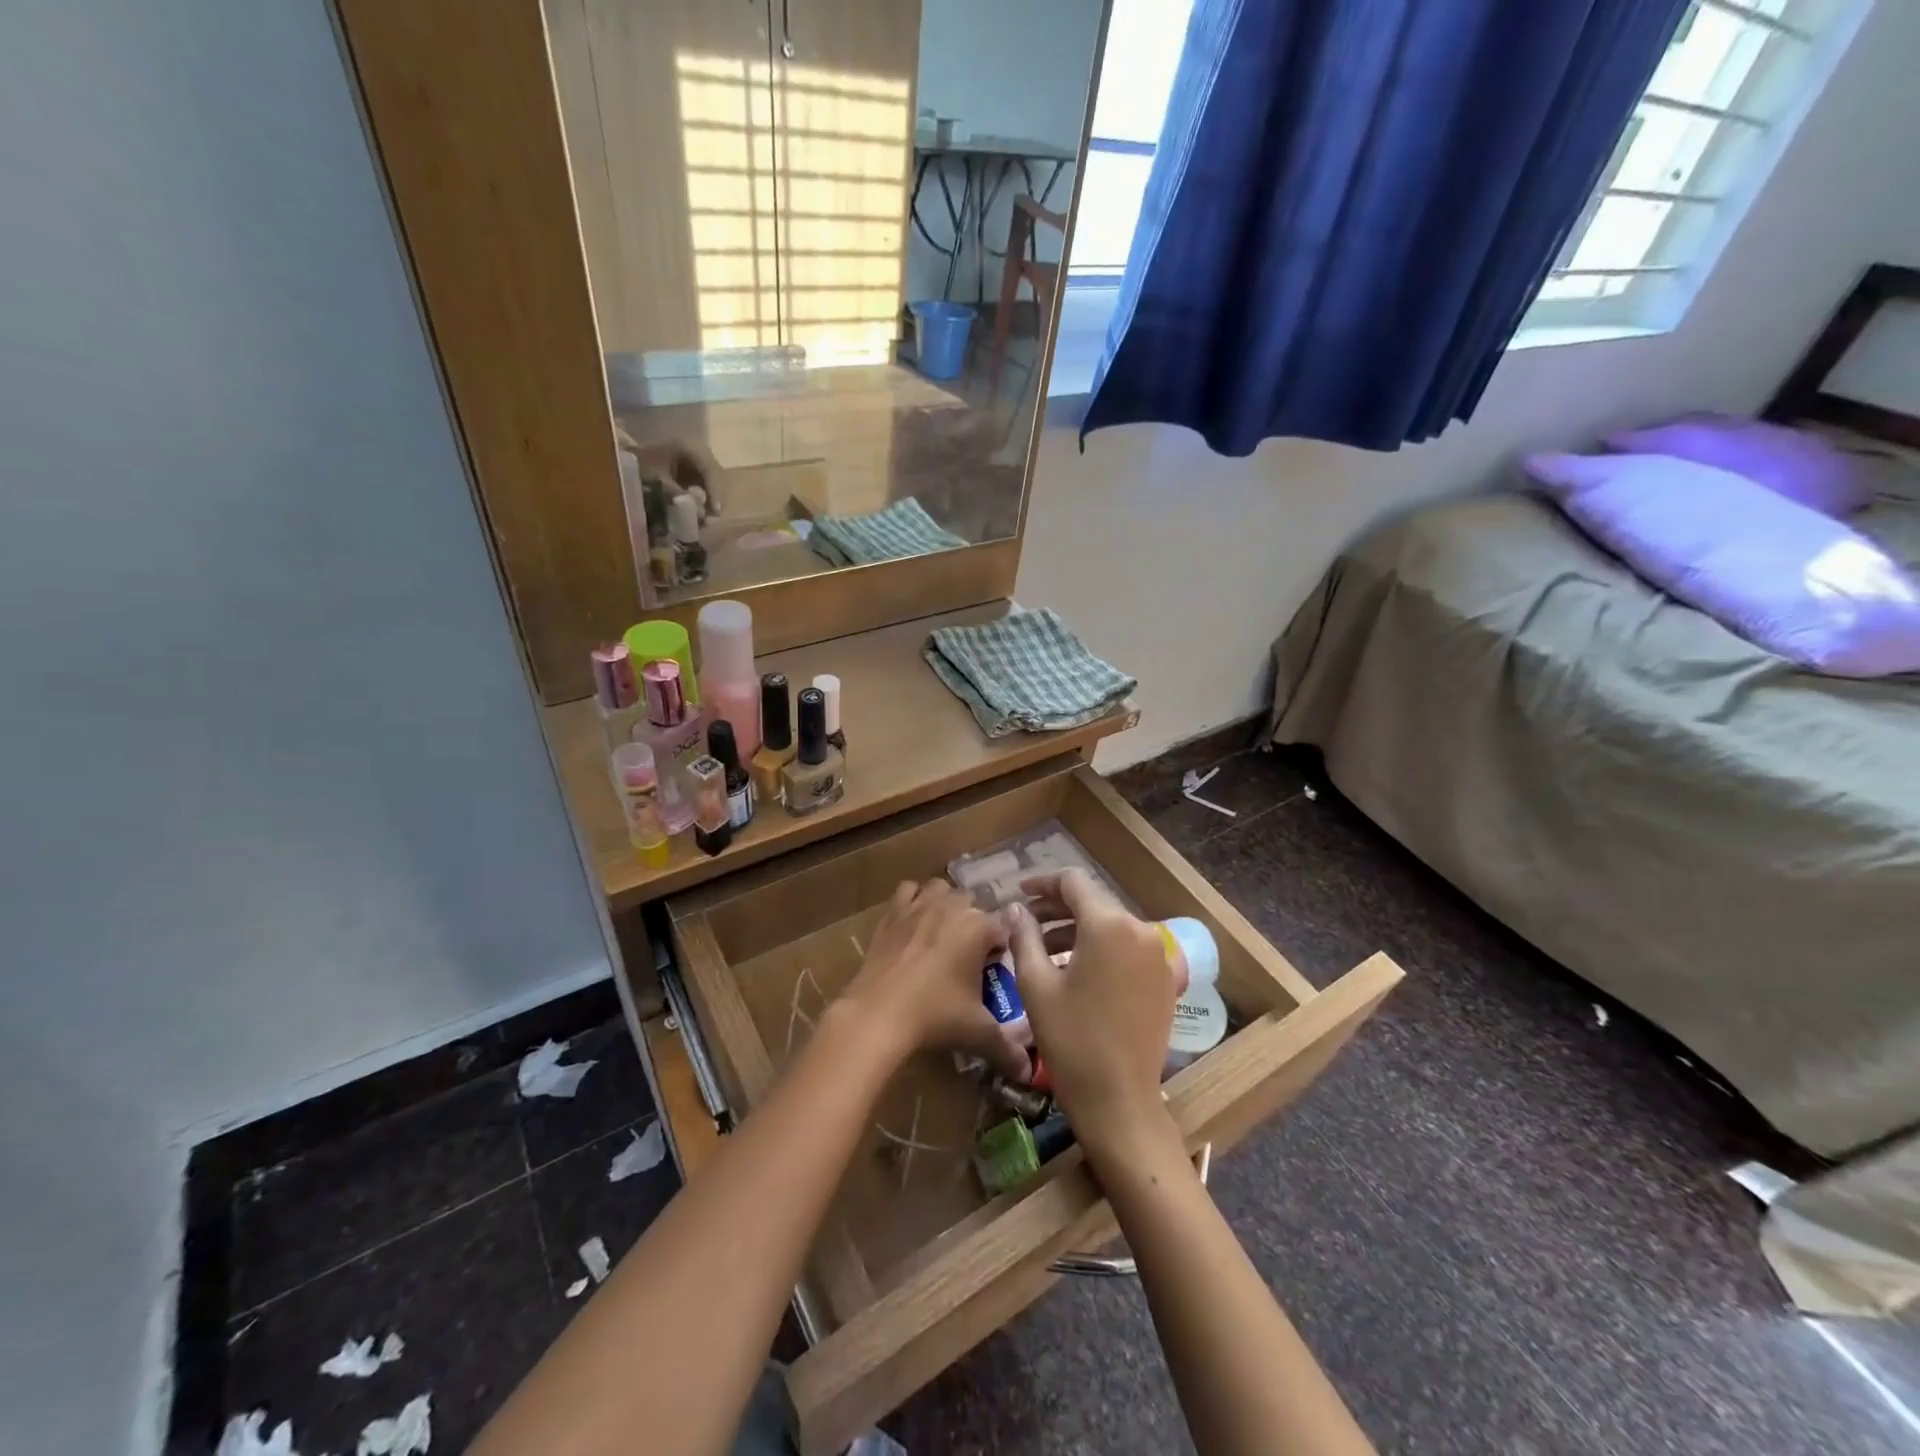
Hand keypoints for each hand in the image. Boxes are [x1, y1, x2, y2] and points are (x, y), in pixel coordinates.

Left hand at [840, 879, 1030, 1082]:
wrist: (878, 1013)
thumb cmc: (935, 1016)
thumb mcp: (977, 1032)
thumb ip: (1007, 1049)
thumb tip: (1026, 1070)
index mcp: (980, 927)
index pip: (1005, 927)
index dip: (1003, 947)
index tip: (997, 968)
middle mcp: (952, 906)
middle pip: (974, 904)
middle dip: (976, 923)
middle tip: (970, 956)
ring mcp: (919, 905)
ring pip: (942, 889)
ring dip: (947, 904)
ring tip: (944, 934)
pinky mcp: (892, 912)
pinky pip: (908, 891)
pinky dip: (913, 900)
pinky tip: (913, 923)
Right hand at [1004, 870, 1180, 1161]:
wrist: (1120, 1101)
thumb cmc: (1071, 1040)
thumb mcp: (1036, 984)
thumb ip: (1024, 936)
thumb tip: (1016, 910)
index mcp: (1109, 925)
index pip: (1073, 882)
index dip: (1043, 882)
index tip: (1019, 893)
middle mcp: (1140, 930)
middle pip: (1093, 902)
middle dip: (1056, 907)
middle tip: (1025, 922)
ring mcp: (1157, 955)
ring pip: (1110, 925)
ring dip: (1075, 929)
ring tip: (1042, 948)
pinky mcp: (1163, 979)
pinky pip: (1126, 947)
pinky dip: (1098, 948)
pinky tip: (1074, 968)